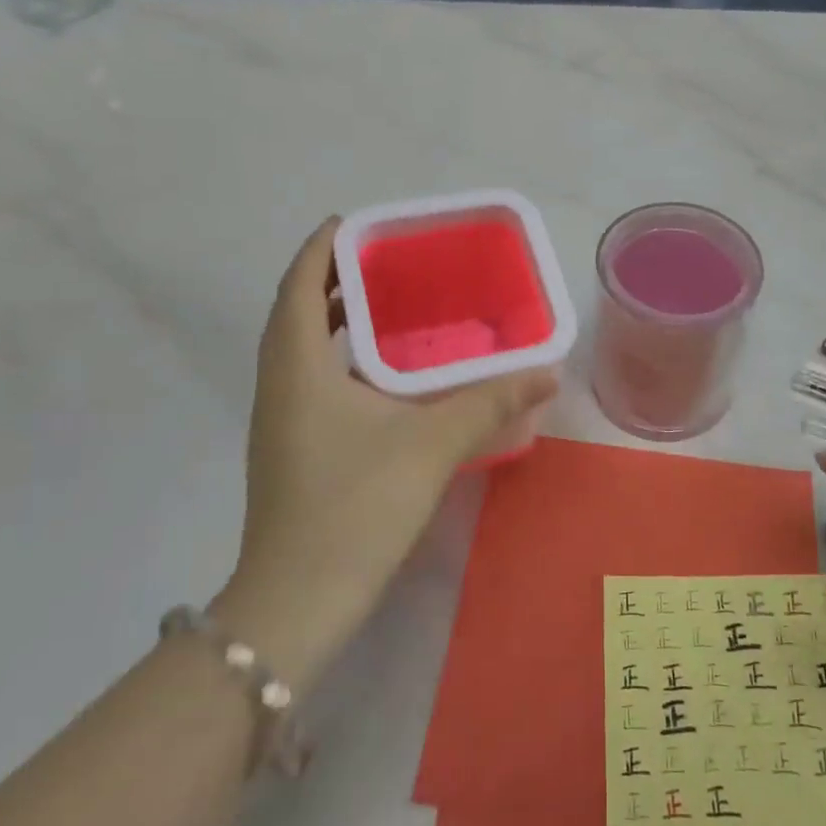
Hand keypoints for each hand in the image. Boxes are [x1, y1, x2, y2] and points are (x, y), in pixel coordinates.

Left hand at [211, 219, 557, 694]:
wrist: (298, 602)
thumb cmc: (356, 506)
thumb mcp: (431, 444)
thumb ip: (490, 402)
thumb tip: (547, 370)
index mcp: (297, 366)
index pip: (297, 284)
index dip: (321, 247)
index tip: (356, 222)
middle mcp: (279, 384)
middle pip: (295, 311)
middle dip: (332, 279)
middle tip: (386, 262)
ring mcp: (279, 419)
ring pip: (300, 348)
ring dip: (333, 320)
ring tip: (388, 307)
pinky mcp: (290, 448)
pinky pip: (309, 378)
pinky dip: (338, 358)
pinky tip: (384, 375)